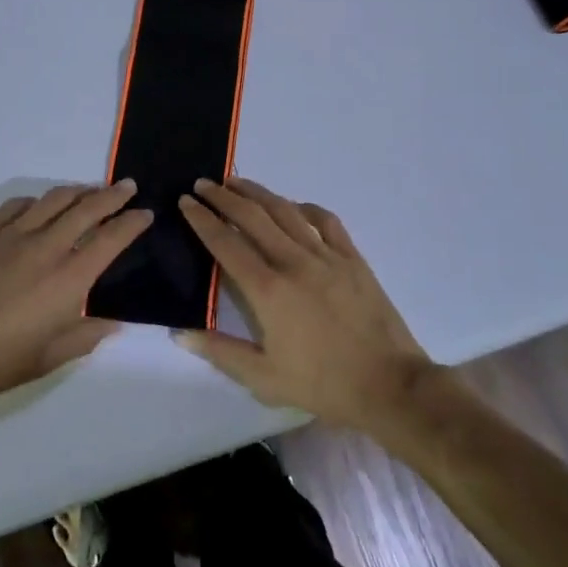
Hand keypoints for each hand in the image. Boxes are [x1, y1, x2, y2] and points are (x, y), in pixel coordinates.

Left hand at [0, 182, 150, 416]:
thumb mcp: (48, 359)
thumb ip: (85, 336)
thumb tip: (113, 322)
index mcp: (68, 279)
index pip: (112, 238)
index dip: (133, 223)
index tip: (145, 214)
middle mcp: (46, 247)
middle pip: (87, 208)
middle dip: (113, 195)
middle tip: (127, 187)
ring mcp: (12, 234)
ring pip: (54, 199)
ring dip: (78, 191)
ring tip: (89, 191)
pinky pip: (18, 205)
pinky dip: (38, 201)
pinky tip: (40, 206)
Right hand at [176, 177, 436, 431]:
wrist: (389, 385)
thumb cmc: (322, 384)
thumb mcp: (263, 377)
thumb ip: (219, 351)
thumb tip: (179, 333)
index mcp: (268, 290)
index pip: (226, 243)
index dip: (202, 219)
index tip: (185, 201)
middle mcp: (294, 262)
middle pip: (253, 217)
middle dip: (224, 197)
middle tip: (203, 184)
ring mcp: (326, 256)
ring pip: (286, 211)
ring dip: (258, 193)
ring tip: (237, 181)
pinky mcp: (352, 258)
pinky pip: (325, 221)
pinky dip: (305, 207)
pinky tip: (294, 205)